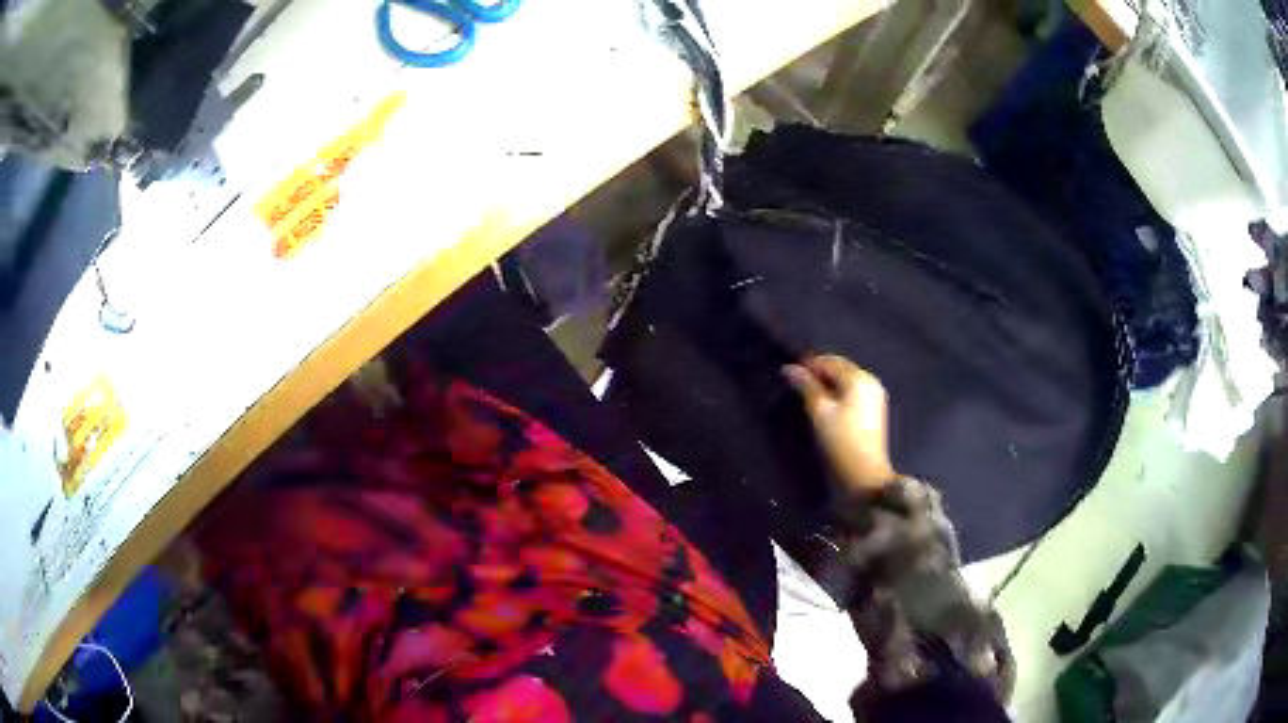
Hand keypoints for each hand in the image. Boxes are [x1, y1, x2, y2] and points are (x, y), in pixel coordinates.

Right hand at [784, 355, 894, 494]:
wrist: (866, 475)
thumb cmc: (841, 442)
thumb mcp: (820, 413)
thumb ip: (806, 387)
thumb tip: (790, 369)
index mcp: (858, 378)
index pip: (829, 361)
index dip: (808, 365)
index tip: (789, 374)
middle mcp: (870, 380)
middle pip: (840, 367)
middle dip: (819, 373)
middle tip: (797, 386)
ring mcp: (875, 394)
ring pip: (846, 379)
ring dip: (828, 383)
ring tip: (809, 397)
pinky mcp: (875, 408)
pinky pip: (853, 391)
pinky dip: (839, 392)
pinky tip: (827, 405)